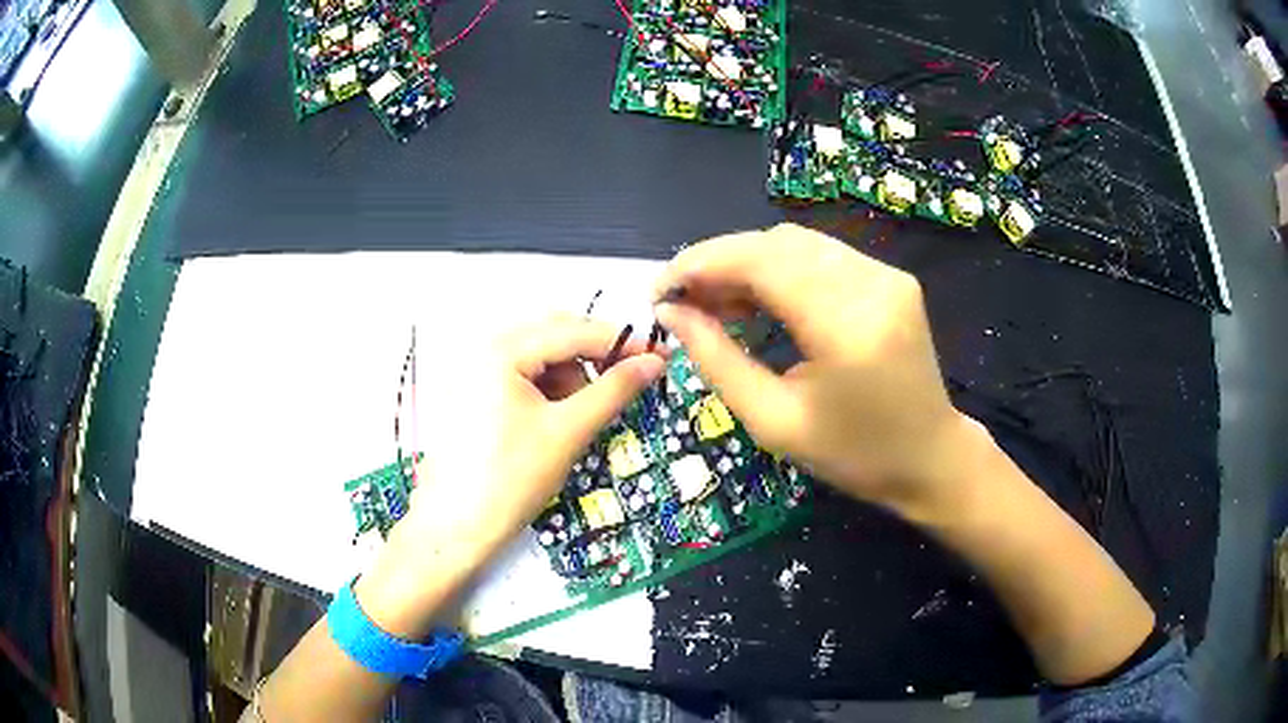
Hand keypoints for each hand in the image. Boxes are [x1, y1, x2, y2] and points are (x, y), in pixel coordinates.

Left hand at [357, 316, 665, 636]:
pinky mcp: (475, 394)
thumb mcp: (568, 432)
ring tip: (578, 421)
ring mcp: (476, 371)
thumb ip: (614, 391)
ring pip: (541, 357)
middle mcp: (485, 349)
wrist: (454, 528)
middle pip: (555, 336)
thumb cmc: (509, 480)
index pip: (575, 331)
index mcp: (502, 350)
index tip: (661, 359)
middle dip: (592, 360)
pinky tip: (555, 424)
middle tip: (625, 388)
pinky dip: (549, 393)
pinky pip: (523, 377)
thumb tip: (654, 363)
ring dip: (571, 379)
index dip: (622, 344)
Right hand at [654, 224, 980, 519]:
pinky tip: (758, 298)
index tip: (660, 289)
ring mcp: (886, 275)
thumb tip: (671, 313)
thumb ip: (717, 361)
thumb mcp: (774, 422)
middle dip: (719, 262)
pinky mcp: (891, 277)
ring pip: (796, 243)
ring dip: (747, 263)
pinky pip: (821, 255)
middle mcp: (871, 284)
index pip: (760, 262)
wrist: (929, 457)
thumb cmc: (852, 454)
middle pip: (776, 244)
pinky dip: (779, 269)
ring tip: (714, 303)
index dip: (701, 265)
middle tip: (683, 301)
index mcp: (846, 326)